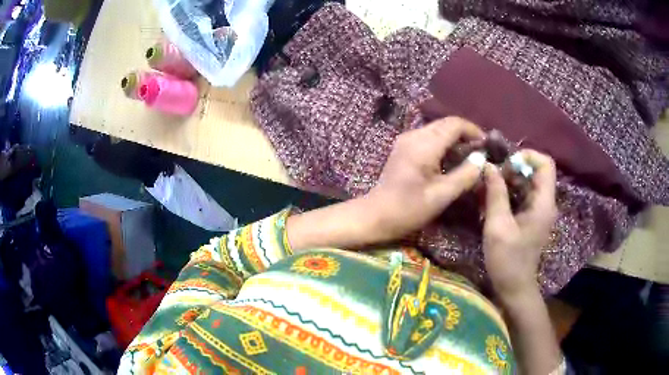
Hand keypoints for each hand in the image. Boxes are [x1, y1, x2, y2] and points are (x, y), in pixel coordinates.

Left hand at [362, 117, 485, 242]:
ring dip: (455, 138)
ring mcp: (406, 140)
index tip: (487, 145)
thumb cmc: (409, 209)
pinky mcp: (403, 147)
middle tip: (480, 152)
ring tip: (469, 156)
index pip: (454, 124)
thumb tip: (481, 159)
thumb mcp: (441, 195)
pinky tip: (450, 159)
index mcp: (424, 144)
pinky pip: (429, 137)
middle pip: (446, 124)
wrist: (376, 215)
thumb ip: (465, 175)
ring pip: (437, 129)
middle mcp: (414, 135)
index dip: (473, 131)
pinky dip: (443, 143)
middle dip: (465, 134)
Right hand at [482, 150, 556, 301]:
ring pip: (528, 182)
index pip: (546, 164)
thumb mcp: (498, 226)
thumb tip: (489, 166)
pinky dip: (509, 192)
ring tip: (489, 187)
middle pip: (536, 171)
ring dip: (509, 180)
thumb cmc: (508, 260)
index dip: (527, 156)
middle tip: (493, 178)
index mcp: (543, 203)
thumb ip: (495, 194)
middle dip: (514, 168)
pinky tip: (493, 199)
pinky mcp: (532, 217)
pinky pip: (523, 195)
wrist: (514, 287)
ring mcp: (540, 210)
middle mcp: (545, 203)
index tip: (506, 165)